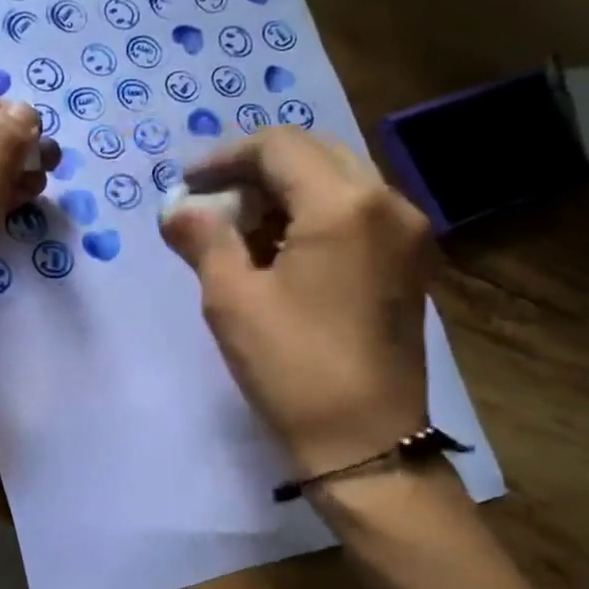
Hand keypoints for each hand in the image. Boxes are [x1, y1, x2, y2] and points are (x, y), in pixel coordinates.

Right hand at [161, 126, 434, 473]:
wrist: (364, 441)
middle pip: (314, 154)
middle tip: (213, 204)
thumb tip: (176, 209)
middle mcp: (388, 202)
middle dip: (257, 172)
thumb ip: (204, 240)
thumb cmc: (292, 368)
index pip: (279, 147)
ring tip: (241, 232)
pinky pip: (358, 213)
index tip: (187, 183)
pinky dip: (315, 216)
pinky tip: (282, 252)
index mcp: (343, 204)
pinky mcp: (411, 262)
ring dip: (286, 193)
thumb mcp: (232, 301)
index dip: (225, 157)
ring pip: (339, 182)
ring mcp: (408, 233)